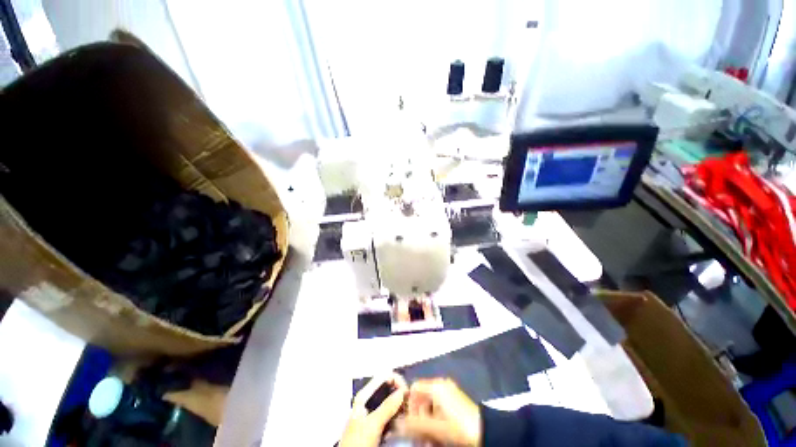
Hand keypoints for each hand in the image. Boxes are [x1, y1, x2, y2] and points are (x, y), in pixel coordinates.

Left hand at [340, 373, 407, 446]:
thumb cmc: (357, 442)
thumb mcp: (373, 423)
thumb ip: (387, 406)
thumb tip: (402, 391)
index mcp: (364, 396)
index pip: (384, 376)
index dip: (397, 380)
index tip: (407, 392)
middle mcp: (368, 401)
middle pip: (388, 389)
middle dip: (400, 394)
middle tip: (410, 404)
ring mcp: (373, 414)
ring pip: (391, 403)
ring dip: (400, 407)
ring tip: (408, 413)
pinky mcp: (376, 426)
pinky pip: (390, 416)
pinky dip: (397, 417)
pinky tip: (401, 423)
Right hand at [398, 378, 481, 446]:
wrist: (486, 432)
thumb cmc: (459, 427)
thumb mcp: (434, 427)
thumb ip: (414, 425)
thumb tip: (396, 424)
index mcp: (436, 386)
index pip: (414, 389)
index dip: (408, 405)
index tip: (409, 424)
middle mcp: (441, 385)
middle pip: (421, 399)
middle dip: (418, 419)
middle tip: (419, 437)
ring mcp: (449, 392)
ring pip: (429, 406)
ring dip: (426, 423)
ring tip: (428, 440)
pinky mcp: (454, 401)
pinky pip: (438, 409)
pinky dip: (435, 421)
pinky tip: (437, 436)